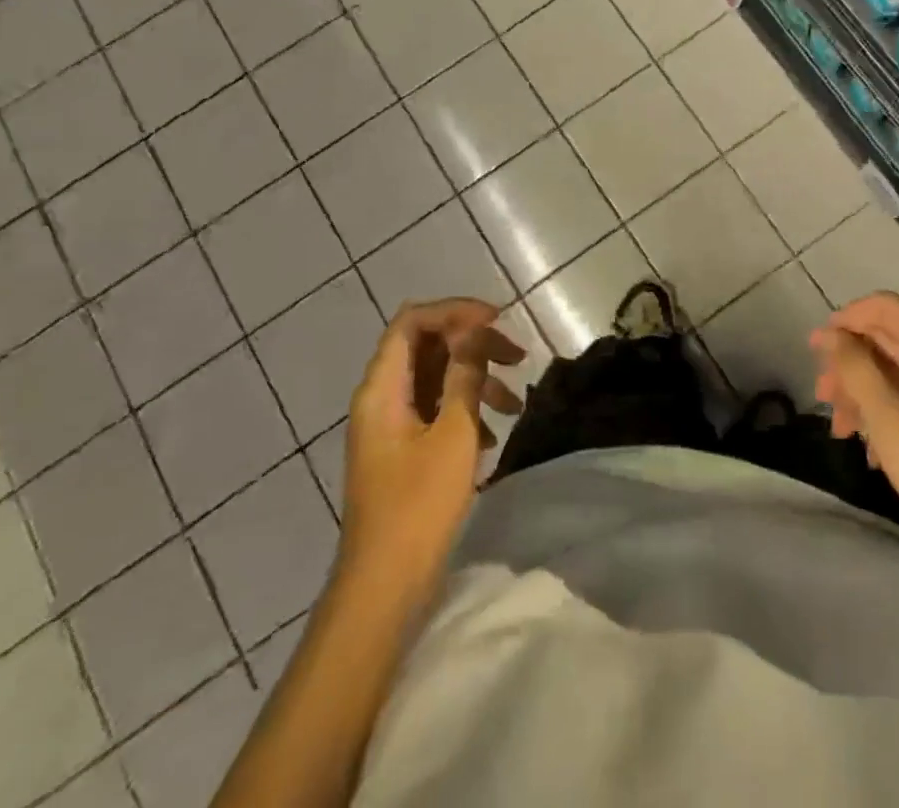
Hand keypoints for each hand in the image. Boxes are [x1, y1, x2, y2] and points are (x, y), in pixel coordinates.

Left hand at [341, 299, 524, 586]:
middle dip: (473, 343)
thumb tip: (474, 330)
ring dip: (475, 379)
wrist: (384, 588)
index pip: (413, 321)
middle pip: (427, 345)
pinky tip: (491, 437)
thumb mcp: (453, 433)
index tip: (498, 320)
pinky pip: (435, 409)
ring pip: (435, 378)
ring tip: (513, 402)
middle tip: (517, 356)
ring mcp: (390, 425)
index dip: (455, 311)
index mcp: (382, 388)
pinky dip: (465, 410)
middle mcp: (381, 397)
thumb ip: (464, 375)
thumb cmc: (419, 506)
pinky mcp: (402, 449)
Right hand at [810, 292, 898, 557]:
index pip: (885, 308)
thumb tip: (829, 334)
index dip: (846, 320)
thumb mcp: (892, 425)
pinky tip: (868, 447)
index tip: (816, 351)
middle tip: (822, 397)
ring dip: (861, 391)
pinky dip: (882, 410)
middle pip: (886, 337)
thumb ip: (858, 372)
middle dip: (849, 363)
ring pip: (893, 368)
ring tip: (840, 429)